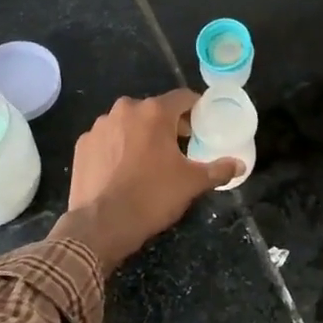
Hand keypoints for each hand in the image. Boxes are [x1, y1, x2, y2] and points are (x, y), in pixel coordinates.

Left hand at [50, 91, 240, 270]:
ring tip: (149, 160)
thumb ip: (218, 170)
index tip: (203, 124)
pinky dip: (118, 147)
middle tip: (179, 147)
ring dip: (141, 134)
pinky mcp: (83, 144)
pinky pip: (108, 138)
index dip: (196, 109)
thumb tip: (239, 165)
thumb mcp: (191, 184)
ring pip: (128, 123)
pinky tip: (123, 169)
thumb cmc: (152, 197)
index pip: (183, 97)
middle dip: (168, 124)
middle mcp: (125, 110)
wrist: (101, 225)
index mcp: (154, 112)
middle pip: (154, 110)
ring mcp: (99, 126)